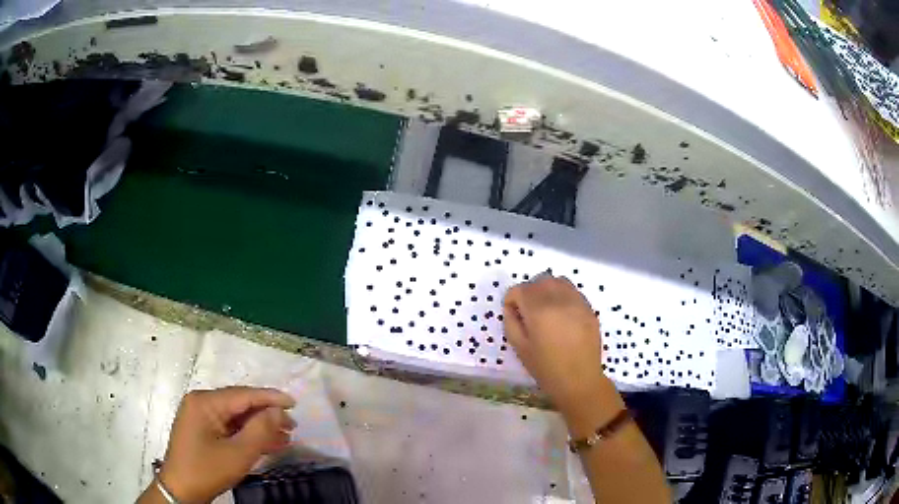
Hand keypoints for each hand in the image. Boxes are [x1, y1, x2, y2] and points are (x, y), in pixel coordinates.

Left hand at [158, 386, 296, 502]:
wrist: (181, 490)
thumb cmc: (207, 470)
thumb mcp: (237, 454)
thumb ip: (259, 430)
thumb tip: (279, 412)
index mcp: (205, 402)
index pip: (243, 395)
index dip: (270, 398)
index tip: (294, 403)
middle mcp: (201, 403)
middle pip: (240, 404)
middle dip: (267, 415)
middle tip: (293, 426)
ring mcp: (200, 416)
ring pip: (237, 417)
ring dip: (260, 427)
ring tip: (285, 437)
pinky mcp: (202, 430)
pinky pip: (230, 427)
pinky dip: (248, 435)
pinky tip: (267, 443)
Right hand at [503, 274, 610, 416]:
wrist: (579, 380)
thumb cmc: (546, 368)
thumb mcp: (519, 347)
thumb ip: (511, 322)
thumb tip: (512, 307)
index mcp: (539, 310)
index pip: (519, 289)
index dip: (512, 300)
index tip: (514, 315)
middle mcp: (559, 299)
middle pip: (539, 280)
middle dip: (529, 292)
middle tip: (528, 312)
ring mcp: (577, 301)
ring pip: (558, 281)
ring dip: (547, 290)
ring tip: (546, 310)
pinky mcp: (589, 307)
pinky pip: (572, 291)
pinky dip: (563, 296)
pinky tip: (562, 315)